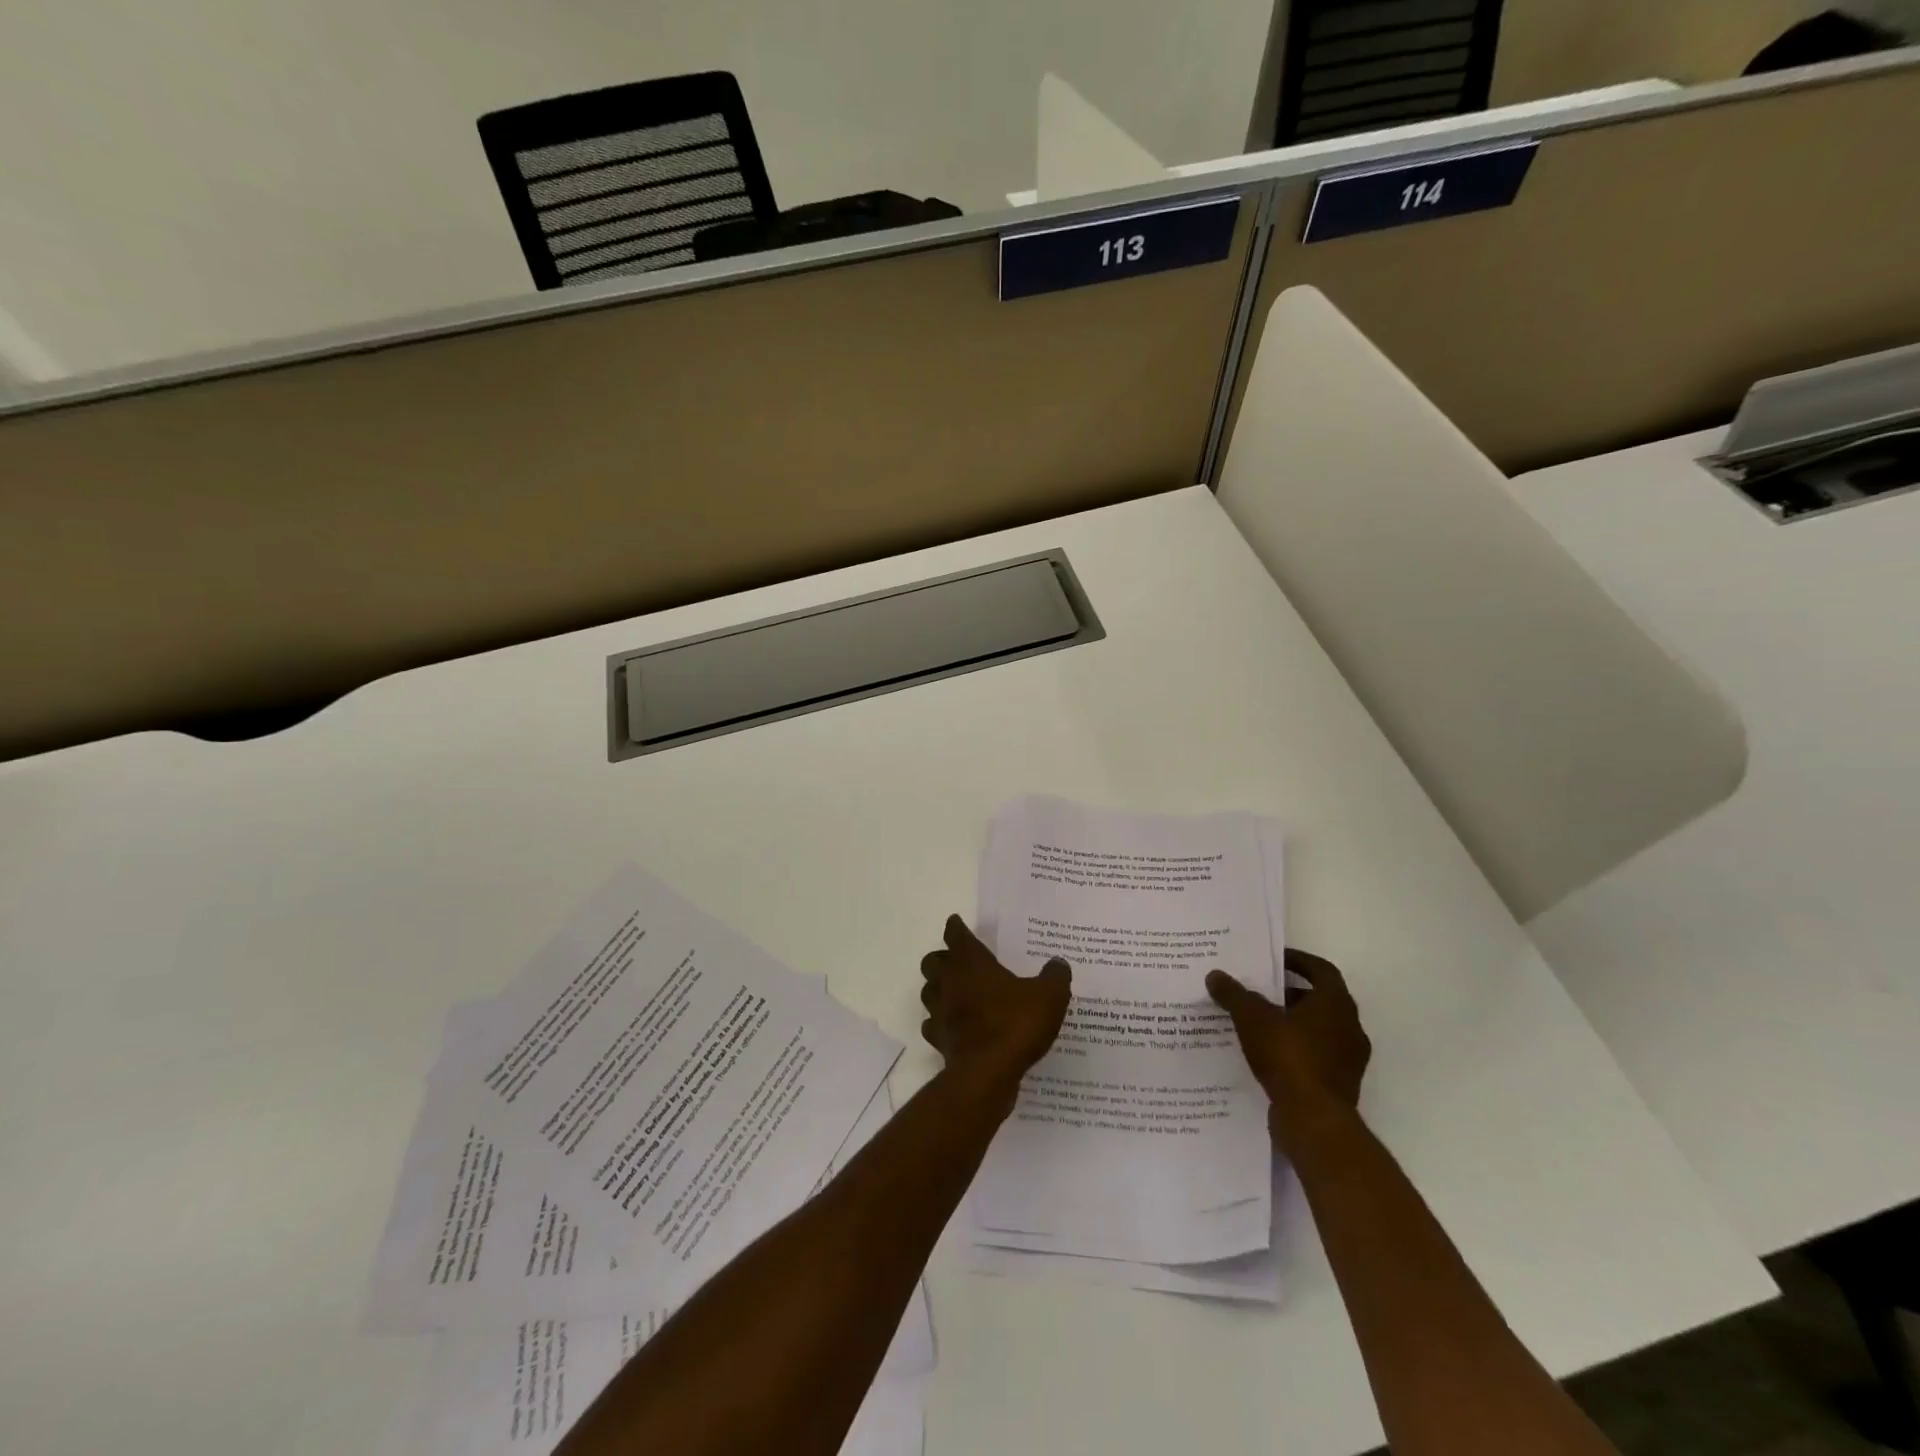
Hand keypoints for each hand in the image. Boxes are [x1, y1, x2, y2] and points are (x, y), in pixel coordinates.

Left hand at [920, 915, 1070, 1097]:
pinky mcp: (939, 1040)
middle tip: (959, 962)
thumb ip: (1055, 977)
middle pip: (932, 961)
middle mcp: (949, 982)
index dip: (956, 927)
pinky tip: (954, 1026)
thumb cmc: (1015, 1025)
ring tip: (955, 992)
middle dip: (942, 959)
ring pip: (928, 992)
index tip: (957, 923)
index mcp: (971, 963)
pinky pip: (932, 1025)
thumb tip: (1058, 963)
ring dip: (937, 989)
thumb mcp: (1049, 997)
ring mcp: (940, 1012)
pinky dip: (939, 1023)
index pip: (956, 935)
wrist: (987, 1074)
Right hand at [1207, 949, 1370, 1151]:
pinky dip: (1295, 1050)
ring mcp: (1348, 1059)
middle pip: (1320, 1000)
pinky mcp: (1339, 1085)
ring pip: (1318, 1030)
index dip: (1299, 961)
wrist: (1314, 1120)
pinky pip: (1316, 1057)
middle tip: (1260, 992)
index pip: (1322, 970)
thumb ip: (1234, 994)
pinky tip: (1267, 1055)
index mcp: (1336, 1004)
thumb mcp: (1252, 1018)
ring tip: (1258, 1023)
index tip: (1274, 960)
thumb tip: (1215, 975)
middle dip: (1290, 994)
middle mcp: (1350, 1027)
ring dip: (1292, 1023)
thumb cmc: (1288, 1056)